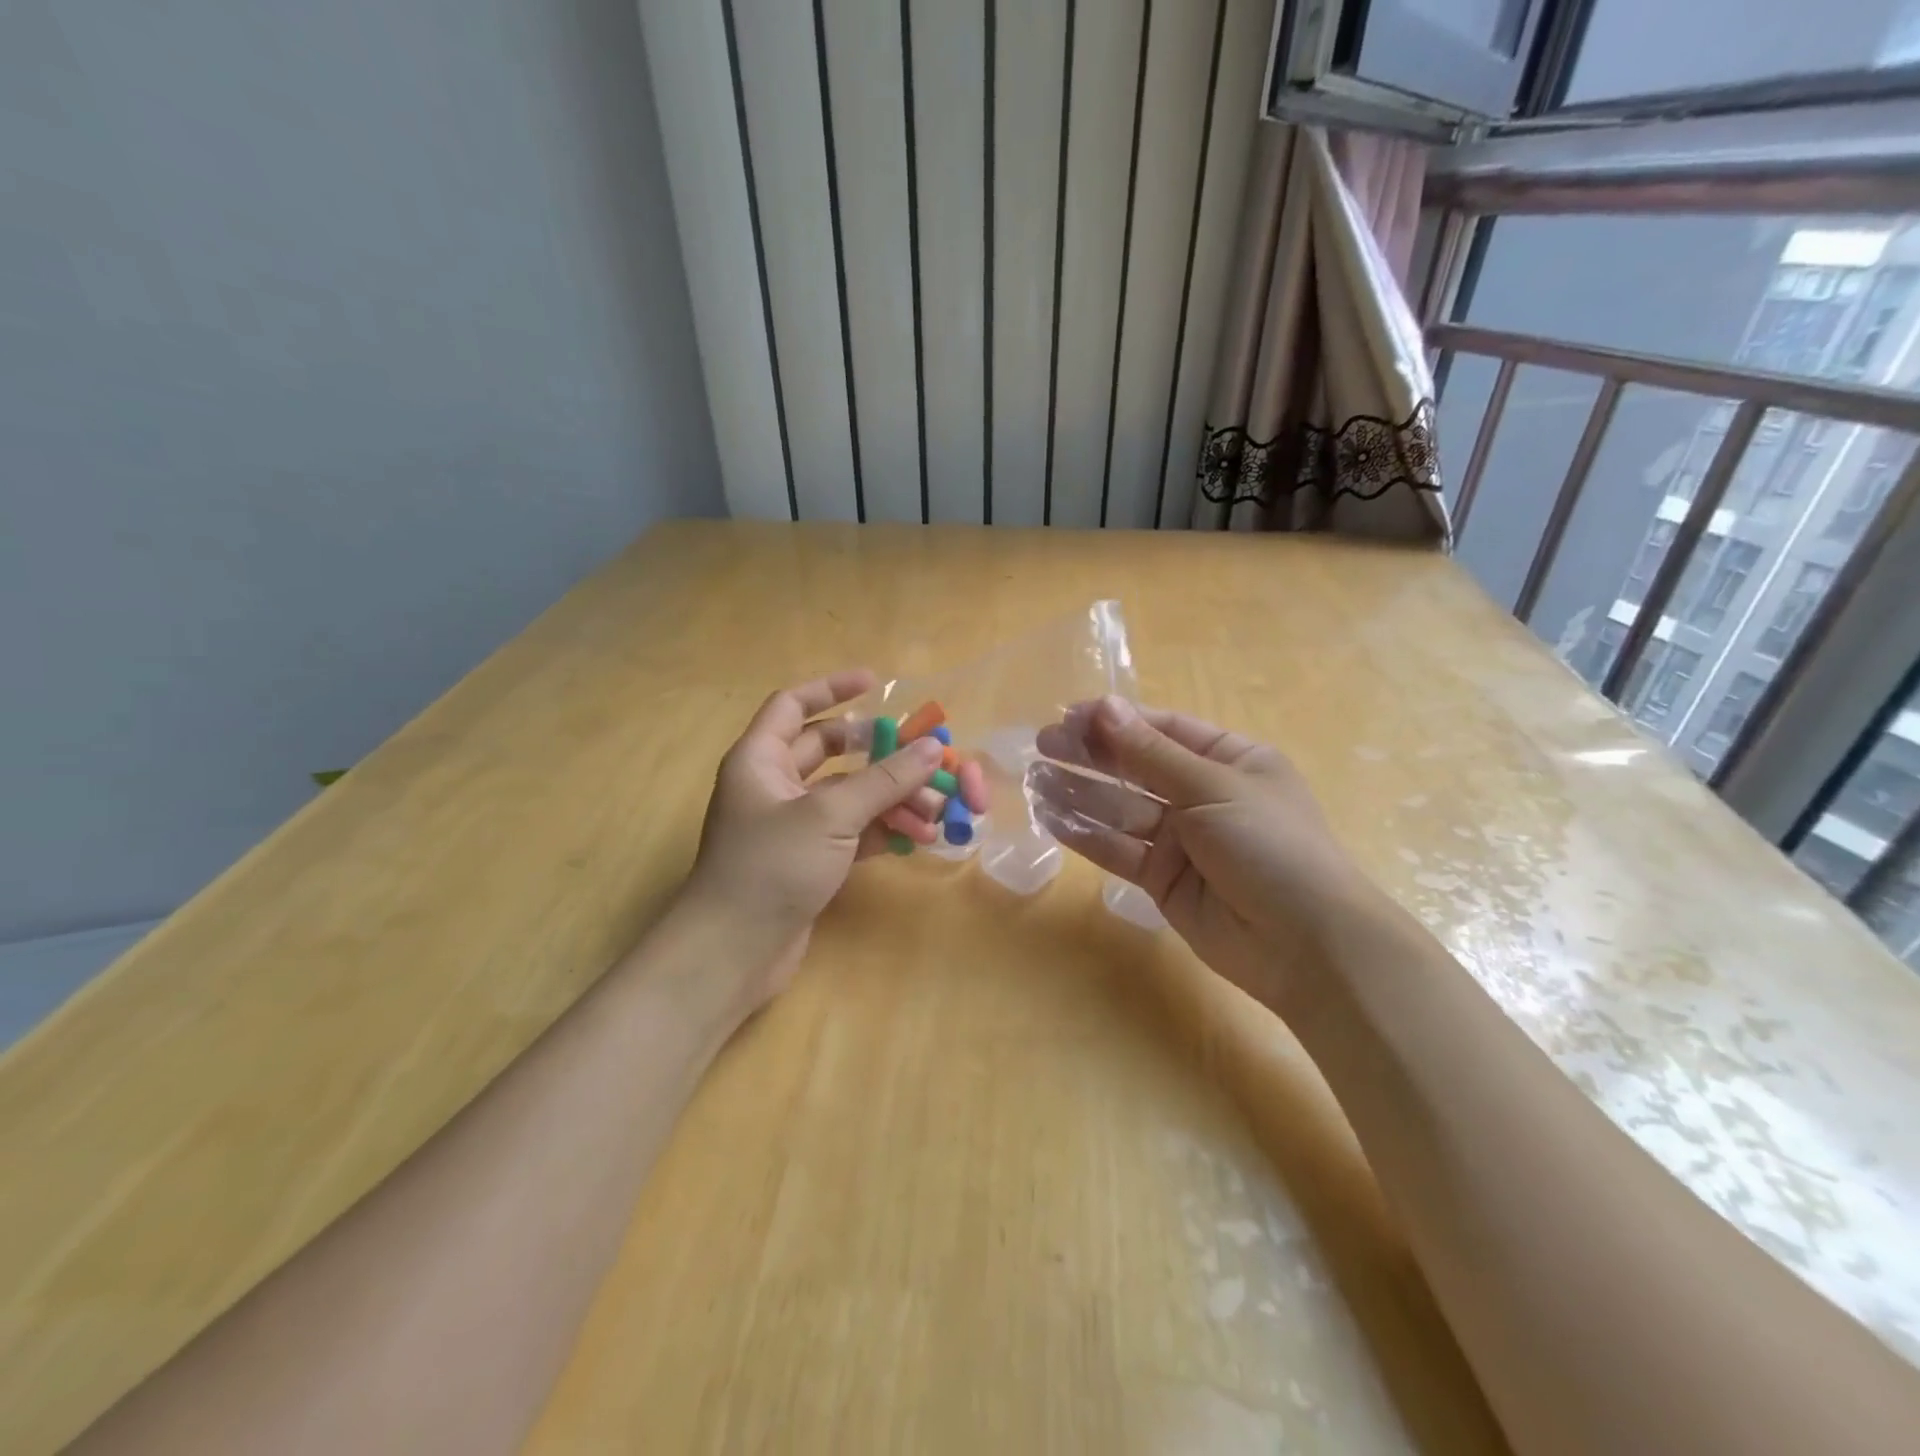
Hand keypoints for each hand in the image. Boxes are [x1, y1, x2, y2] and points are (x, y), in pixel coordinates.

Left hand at [681, 670, 946, 1008]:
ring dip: (891, 798)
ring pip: (848, 795)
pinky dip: (883, 831)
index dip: (832, 688)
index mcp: (761, 759)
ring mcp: (792, 826)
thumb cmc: (771, 867)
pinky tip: (918, 838)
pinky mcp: (809, 860)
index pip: (794, 705)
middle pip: (832, 751)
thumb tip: (934, 746)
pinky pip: (852, 831)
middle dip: (879, 753)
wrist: (733, 953)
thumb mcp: (831, 816)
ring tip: (936, 810)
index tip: (875, 681)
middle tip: (923, 755)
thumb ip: (885, 779)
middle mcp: (774, 785)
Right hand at [1031, 697, 1374, 1016]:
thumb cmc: (1270, 845)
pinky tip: (1050, 818)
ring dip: (1079, 793)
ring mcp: (1180, 840)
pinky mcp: (1161, 879)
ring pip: (1120, 809)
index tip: (1069, 715)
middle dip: (1091, 755)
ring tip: (1035, 778)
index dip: (1117, 720)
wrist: (1304, 945)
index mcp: (1229, 760)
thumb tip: (1104, 705)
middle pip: (1136, 767)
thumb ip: (1151, 752)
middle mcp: (1202, 795)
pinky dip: (1086, 835)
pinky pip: (1118, 850)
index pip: (1163, 729)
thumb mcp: (1213, 787)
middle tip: (1042, 744)